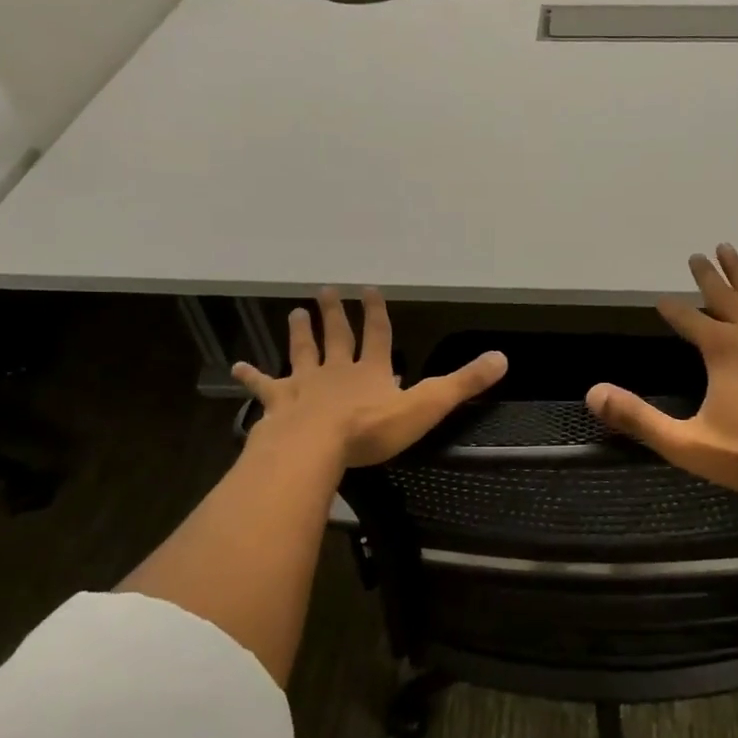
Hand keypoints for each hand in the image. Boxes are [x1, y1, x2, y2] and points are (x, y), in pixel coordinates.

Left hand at [233, 288, 506, 467]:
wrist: (314, 447)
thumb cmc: (371, 430)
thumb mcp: (426, 406)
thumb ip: (462, 384)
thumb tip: (502, 358)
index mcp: (372, 371)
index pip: (378, 335)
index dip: (377, 313)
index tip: (371, 290)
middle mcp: (337, 370)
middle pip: (337, 336)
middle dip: (335, 313)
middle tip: (327, 290)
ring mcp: (305, 385)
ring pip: (303, 352)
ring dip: (300, 333)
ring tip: (296, 312)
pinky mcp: (279, 403)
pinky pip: (263, 386)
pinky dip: (251, 377)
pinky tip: (235, 366)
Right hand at [585, 245, 737, 511]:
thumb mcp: (686, 444)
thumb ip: (638, 418)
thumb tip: (593, 394)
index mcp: (722, 349)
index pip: (687, 319)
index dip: (672, 309)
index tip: (661, 300)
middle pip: (724, 295)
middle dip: (707, 275)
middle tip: (696, 255)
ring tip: (730, 250)